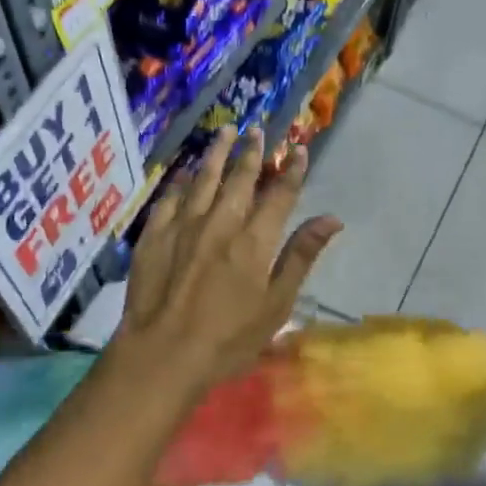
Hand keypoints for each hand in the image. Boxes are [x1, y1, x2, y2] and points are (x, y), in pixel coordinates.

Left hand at [114, 128, 341, 401]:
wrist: (162, 354)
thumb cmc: (228, 338)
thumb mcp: (276, 305)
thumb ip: (301, 256)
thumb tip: (331, 219)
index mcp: (254, 239)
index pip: (279, 195)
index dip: (292, 170)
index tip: (299, 149)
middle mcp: (220, 221)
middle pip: (239, 178)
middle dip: (251, 152)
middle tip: (257, 131)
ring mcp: (183, 225)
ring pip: (203, 178)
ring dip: (216, 153)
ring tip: (224, 131)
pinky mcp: (154, 235)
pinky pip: (169, 198)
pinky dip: (180, 182)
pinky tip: (184, 172)